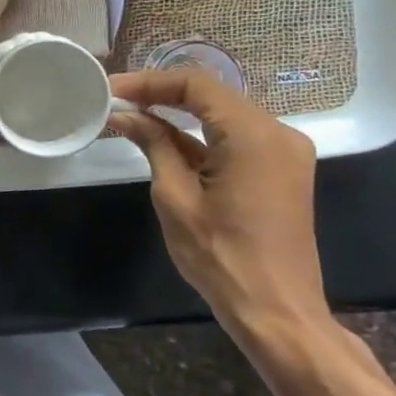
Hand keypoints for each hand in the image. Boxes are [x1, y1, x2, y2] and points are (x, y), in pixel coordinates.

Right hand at [108, 69, 327, 340]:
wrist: (277, 313)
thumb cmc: (221, 256)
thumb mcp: (175, 196)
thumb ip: (154, 145)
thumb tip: (124, 115)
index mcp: (254, 135)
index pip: (196, 84)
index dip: (149, 82)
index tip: (111, 89)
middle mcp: (277, 133)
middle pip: (211, 95)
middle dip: (160, 94)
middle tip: (116, 100)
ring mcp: (283, 153)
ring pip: (221, 114)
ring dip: (177, 113)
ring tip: (130, 114)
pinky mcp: (279, 171)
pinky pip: (234, 137)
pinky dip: (198, 135)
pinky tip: (161, 138)